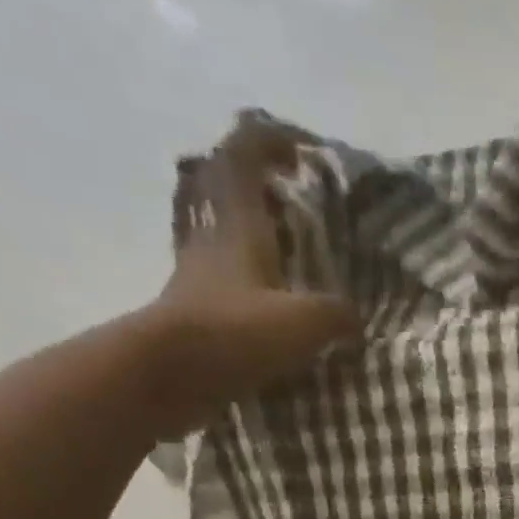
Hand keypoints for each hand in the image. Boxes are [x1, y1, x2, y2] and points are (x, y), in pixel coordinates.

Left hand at [137, 110, 358, 435]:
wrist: (165, 378)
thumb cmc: (232, 334)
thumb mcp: (304, 322)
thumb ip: (337, 314)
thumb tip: (354, 319)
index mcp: (237, 223)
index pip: (244, 154)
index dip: (271, 140)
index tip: (304, 151)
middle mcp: (213, 238)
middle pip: (225, 188)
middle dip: (259, 183)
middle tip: (297, 198)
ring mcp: (199, 275)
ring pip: (224, 234)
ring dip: (253, 232)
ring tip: (294, 253)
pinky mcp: (196, 311)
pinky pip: (227, 282)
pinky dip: (251, 282)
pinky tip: (278, 305)